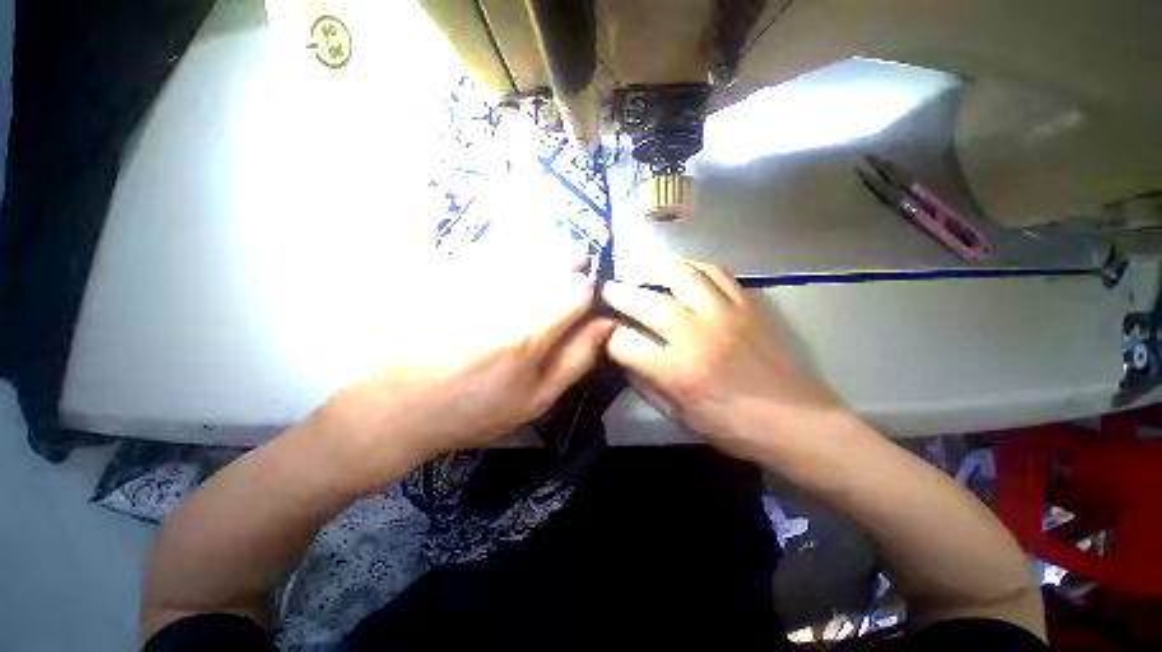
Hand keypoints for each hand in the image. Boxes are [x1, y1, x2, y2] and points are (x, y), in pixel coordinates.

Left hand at [312, 254, 612, 487]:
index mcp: (528, 333)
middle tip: (567, 280)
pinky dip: (515, 248)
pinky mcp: (448, 266)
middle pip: (558, 253)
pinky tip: (513, 265)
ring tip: (542, 272)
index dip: (588, 295)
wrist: (395, 403)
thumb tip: (606, 324)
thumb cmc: (473, 409)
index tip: (581, 307)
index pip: (579, 289)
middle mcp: (503, 294)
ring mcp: (472, 274)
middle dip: (572, 262)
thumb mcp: (535, 400)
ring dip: (546, 251)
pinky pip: (496, 242)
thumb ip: (577, 359)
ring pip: (530, 241)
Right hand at [601, 261, 841, 461]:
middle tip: (607, 290)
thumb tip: (623, 357)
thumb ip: (644, 384)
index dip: (609, 339)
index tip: (608, 336)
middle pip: (643, 299)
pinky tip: (681, 277)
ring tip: (641, 275)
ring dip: (651, 270)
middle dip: (617, 293)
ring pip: (678, 273)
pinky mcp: (746, 303)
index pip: (623, 342)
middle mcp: (696, 334)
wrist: (796, 421)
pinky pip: (714, 271)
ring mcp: (724, 313)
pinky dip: (691, 269)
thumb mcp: (678, 415)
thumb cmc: (733, 427)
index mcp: (677, 370)